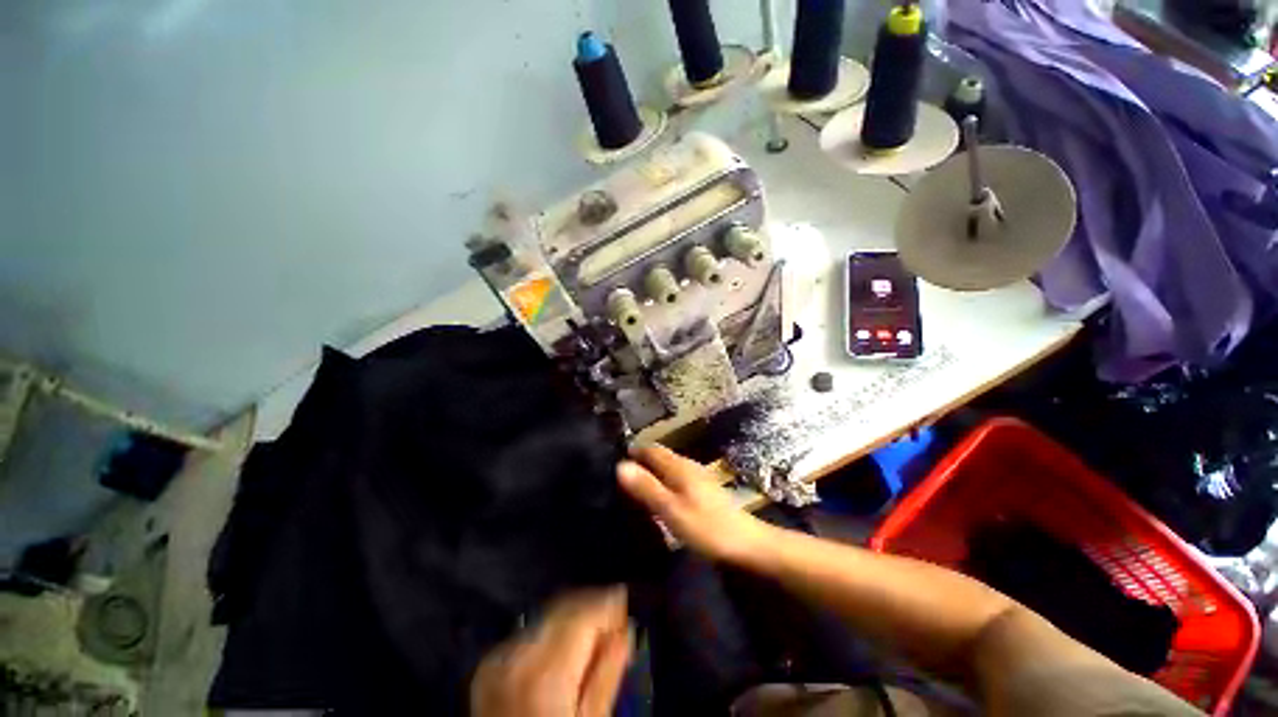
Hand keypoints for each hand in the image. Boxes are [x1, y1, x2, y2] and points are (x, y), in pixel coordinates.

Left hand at [471, 587, 632, 716]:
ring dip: (572, 617)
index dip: (609, 601)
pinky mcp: (490, 663)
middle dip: (591, 606)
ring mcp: (499, 658)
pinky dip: (550, 631)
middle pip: (564, 606)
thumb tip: (625, 631)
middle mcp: (518, 654)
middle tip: (613, 619)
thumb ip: (608, 673)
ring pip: (548, 614)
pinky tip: (564, 648)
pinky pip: (529, 631)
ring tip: (591, 636)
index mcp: (545, 671)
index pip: (584, 610)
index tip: (625, 602)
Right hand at [617, 444, 771, 563]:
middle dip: (641, 461)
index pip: (650, 449)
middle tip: (619, 477)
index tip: (613, 462)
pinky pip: (676, 477)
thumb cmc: (706, 526)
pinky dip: (663, 481)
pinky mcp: (703, 489)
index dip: (632, 452)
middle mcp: (687, 465)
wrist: (747, 542)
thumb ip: (646, 487)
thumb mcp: (671, 509)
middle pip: (659, 456)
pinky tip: (659, 497)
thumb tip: (620, 465)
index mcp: (678, 465)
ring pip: (668, 466)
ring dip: (652, 471)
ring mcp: (697, 476)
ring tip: (634, 487)